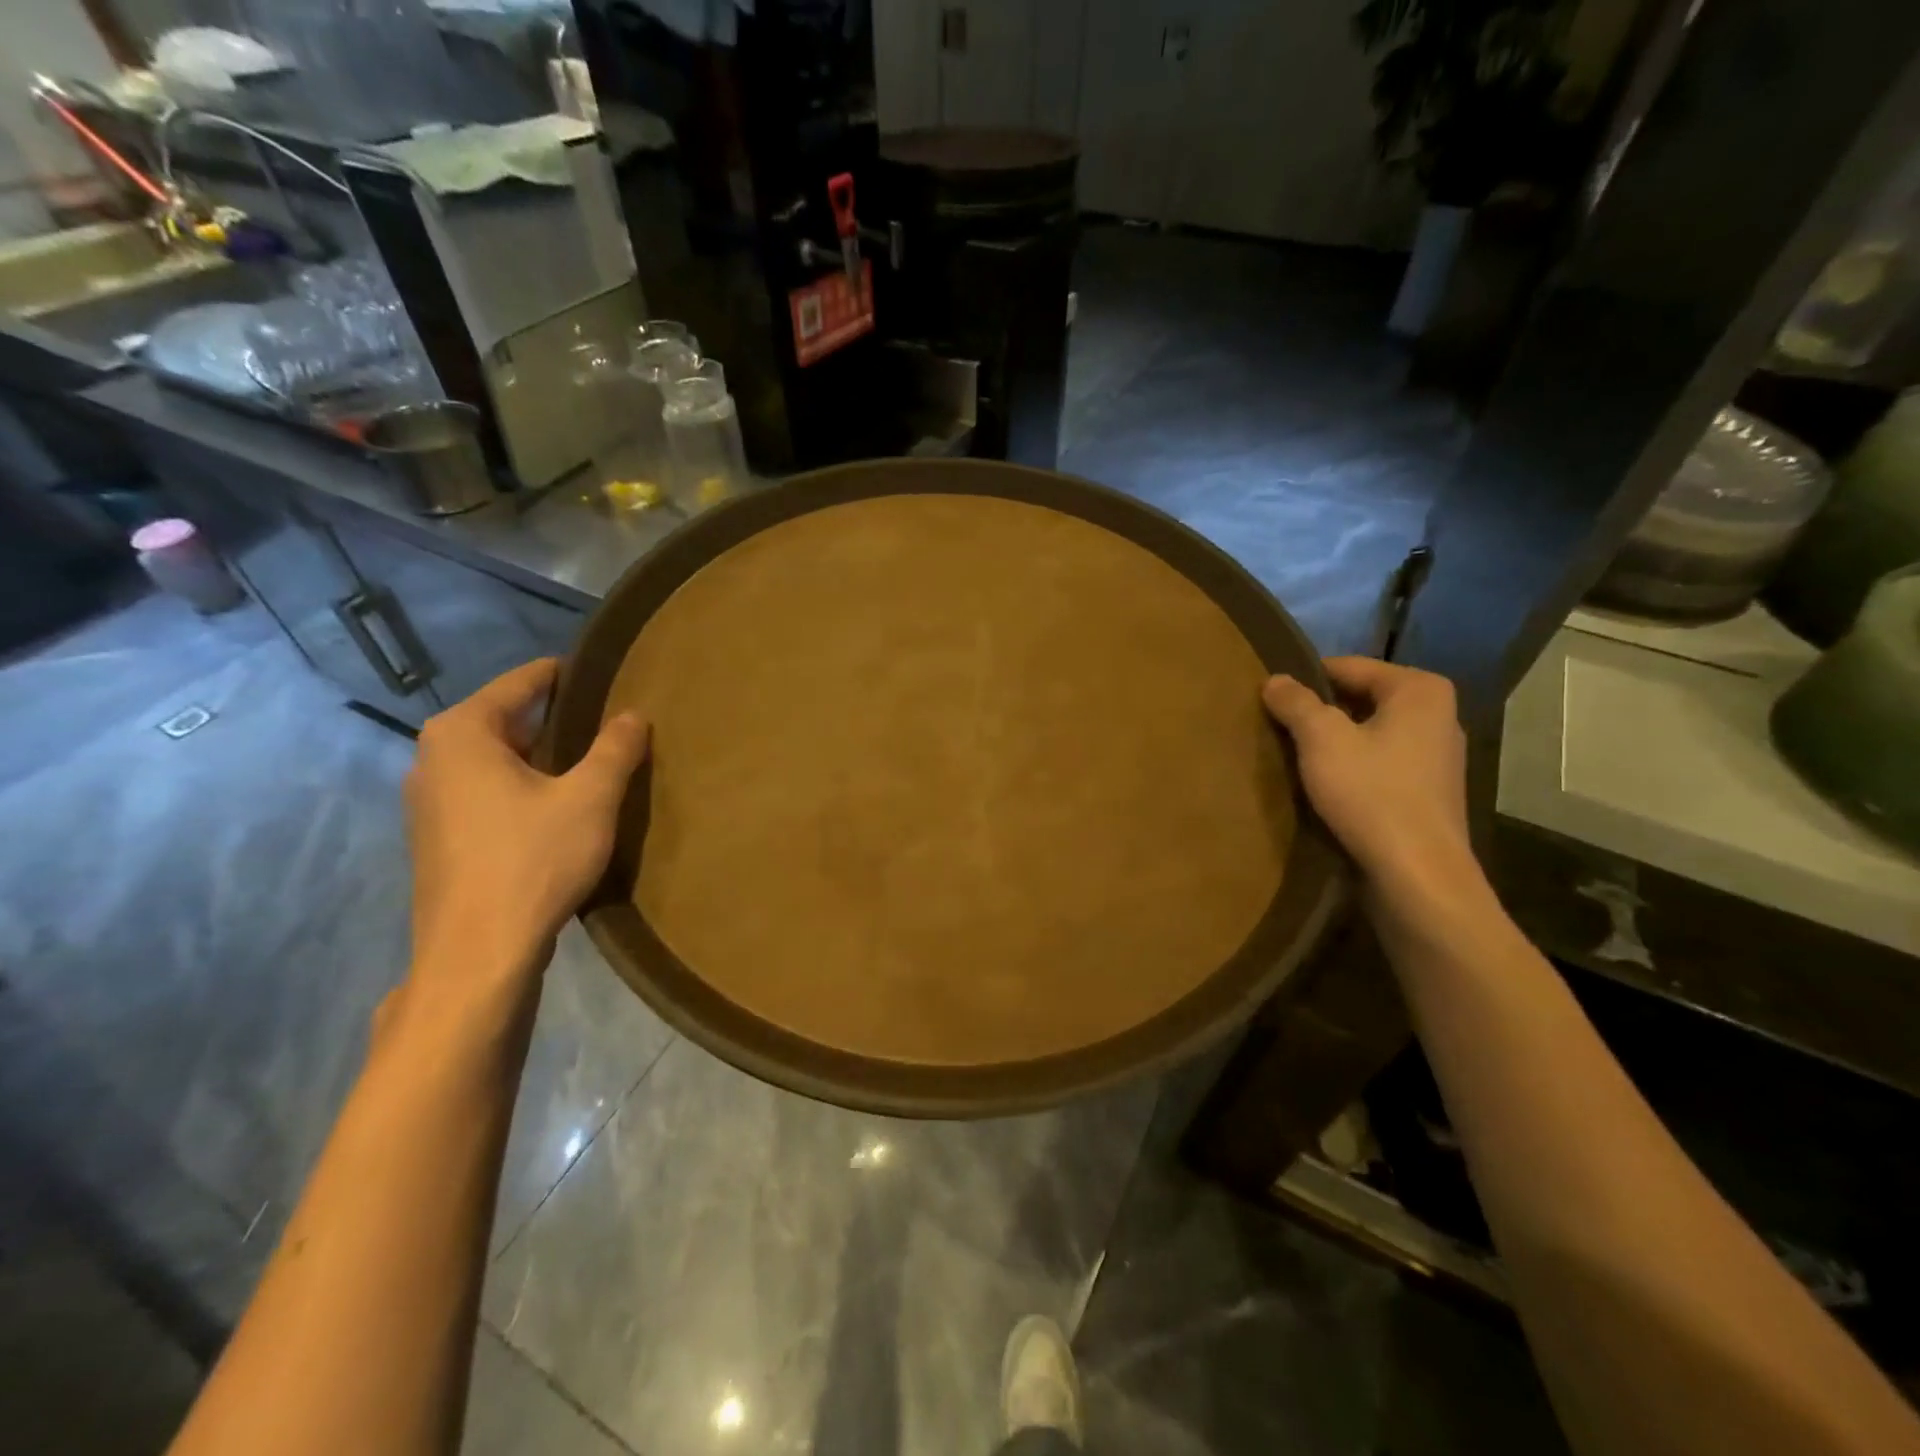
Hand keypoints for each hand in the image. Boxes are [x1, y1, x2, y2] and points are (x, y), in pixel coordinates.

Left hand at [404, 659, 647, 1006]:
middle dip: (557, 720)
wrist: (478, 953)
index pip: (522, 683)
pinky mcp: (438, 839)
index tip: (605, 673)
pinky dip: (522, 788)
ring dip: (541, 758)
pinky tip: (558, 808)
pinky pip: (486, 792)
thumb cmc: (533, 860)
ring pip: (496, 760)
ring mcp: (428, 802)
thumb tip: (634, 714)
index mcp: (462, 733)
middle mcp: (433, 757)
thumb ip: (615, 749)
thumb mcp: (590, 798)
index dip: (566, 676)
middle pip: (506, 721)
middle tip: (609, 721)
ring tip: (592, 763)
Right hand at [1261, 657, 1472, 895]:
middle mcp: (1437, 714)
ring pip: (1369, 733)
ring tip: (1295, 757)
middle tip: (1277, 728)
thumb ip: (1295, 702)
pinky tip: (1325, 786)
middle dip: (1319, 712)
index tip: (1270, 699)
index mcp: (1420, 689)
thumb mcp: (1321, 740)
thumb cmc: (1371, 794)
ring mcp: (1437, 755)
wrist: (1417, 874)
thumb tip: (1275, 679)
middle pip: (1360, 699)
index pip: (1347, 667)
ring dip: (1333, 742)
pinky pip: (1379, 763)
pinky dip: (1351, 767)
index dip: (1304, 680)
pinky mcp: (1429, 791)